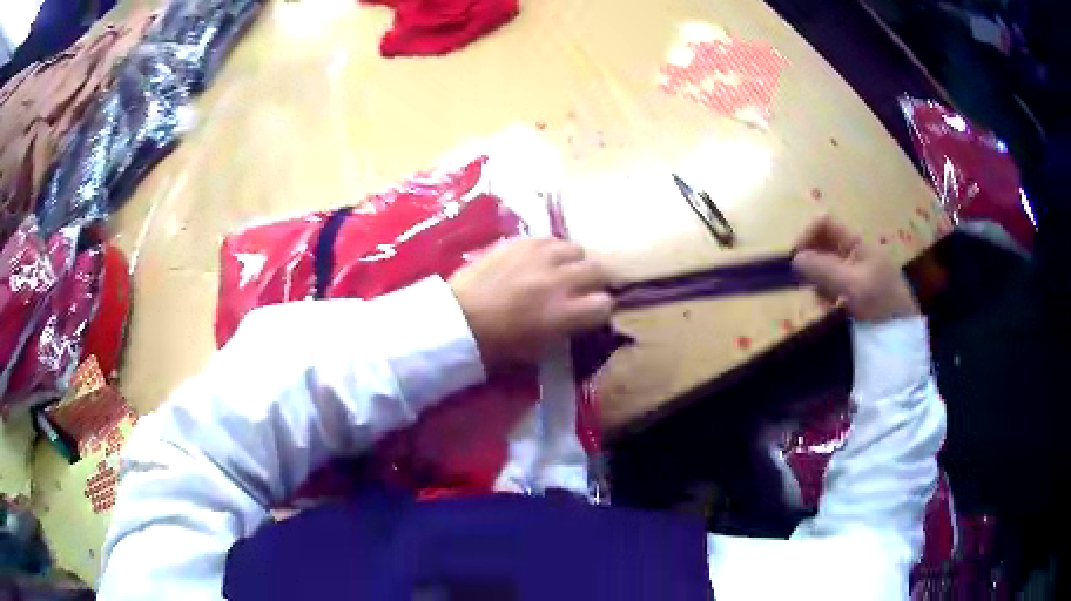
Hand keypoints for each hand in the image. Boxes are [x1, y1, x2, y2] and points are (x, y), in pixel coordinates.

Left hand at [449, 238, 613, 367]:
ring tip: (561, 269)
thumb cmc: (497, 344)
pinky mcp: (521, 242)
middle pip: (599, 270)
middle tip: (583, 288)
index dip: (600, 309)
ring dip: (573, 261)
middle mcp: (559, 280)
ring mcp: (540, 256)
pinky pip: (550, 239)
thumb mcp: (540, 349)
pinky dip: (551, 250)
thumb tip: (580, 316)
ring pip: (577, 249)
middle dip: (595, 280)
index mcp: (564, 313)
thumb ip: (567, 329)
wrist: (457, 319)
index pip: (605, 304)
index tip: (591, 312)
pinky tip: (539, 259)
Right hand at [791, 216, 918, 321]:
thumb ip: (824, 270)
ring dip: (817, 281)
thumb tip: (794, 259)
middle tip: (804, 284)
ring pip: (825, 266)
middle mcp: (855, 252)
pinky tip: (829, 307)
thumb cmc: (881, 303)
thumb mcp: (853, 285)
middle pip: (823, 244)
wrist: (903, 333)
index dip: (807, 235)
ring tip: (821, 302)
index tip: (796, 260)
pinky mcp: (855, 291)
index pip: (824, 223)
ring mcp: (856, 272)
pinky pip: (832, 284)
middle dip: (811, 262)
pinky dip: (826, 293)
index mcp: (857, 242)